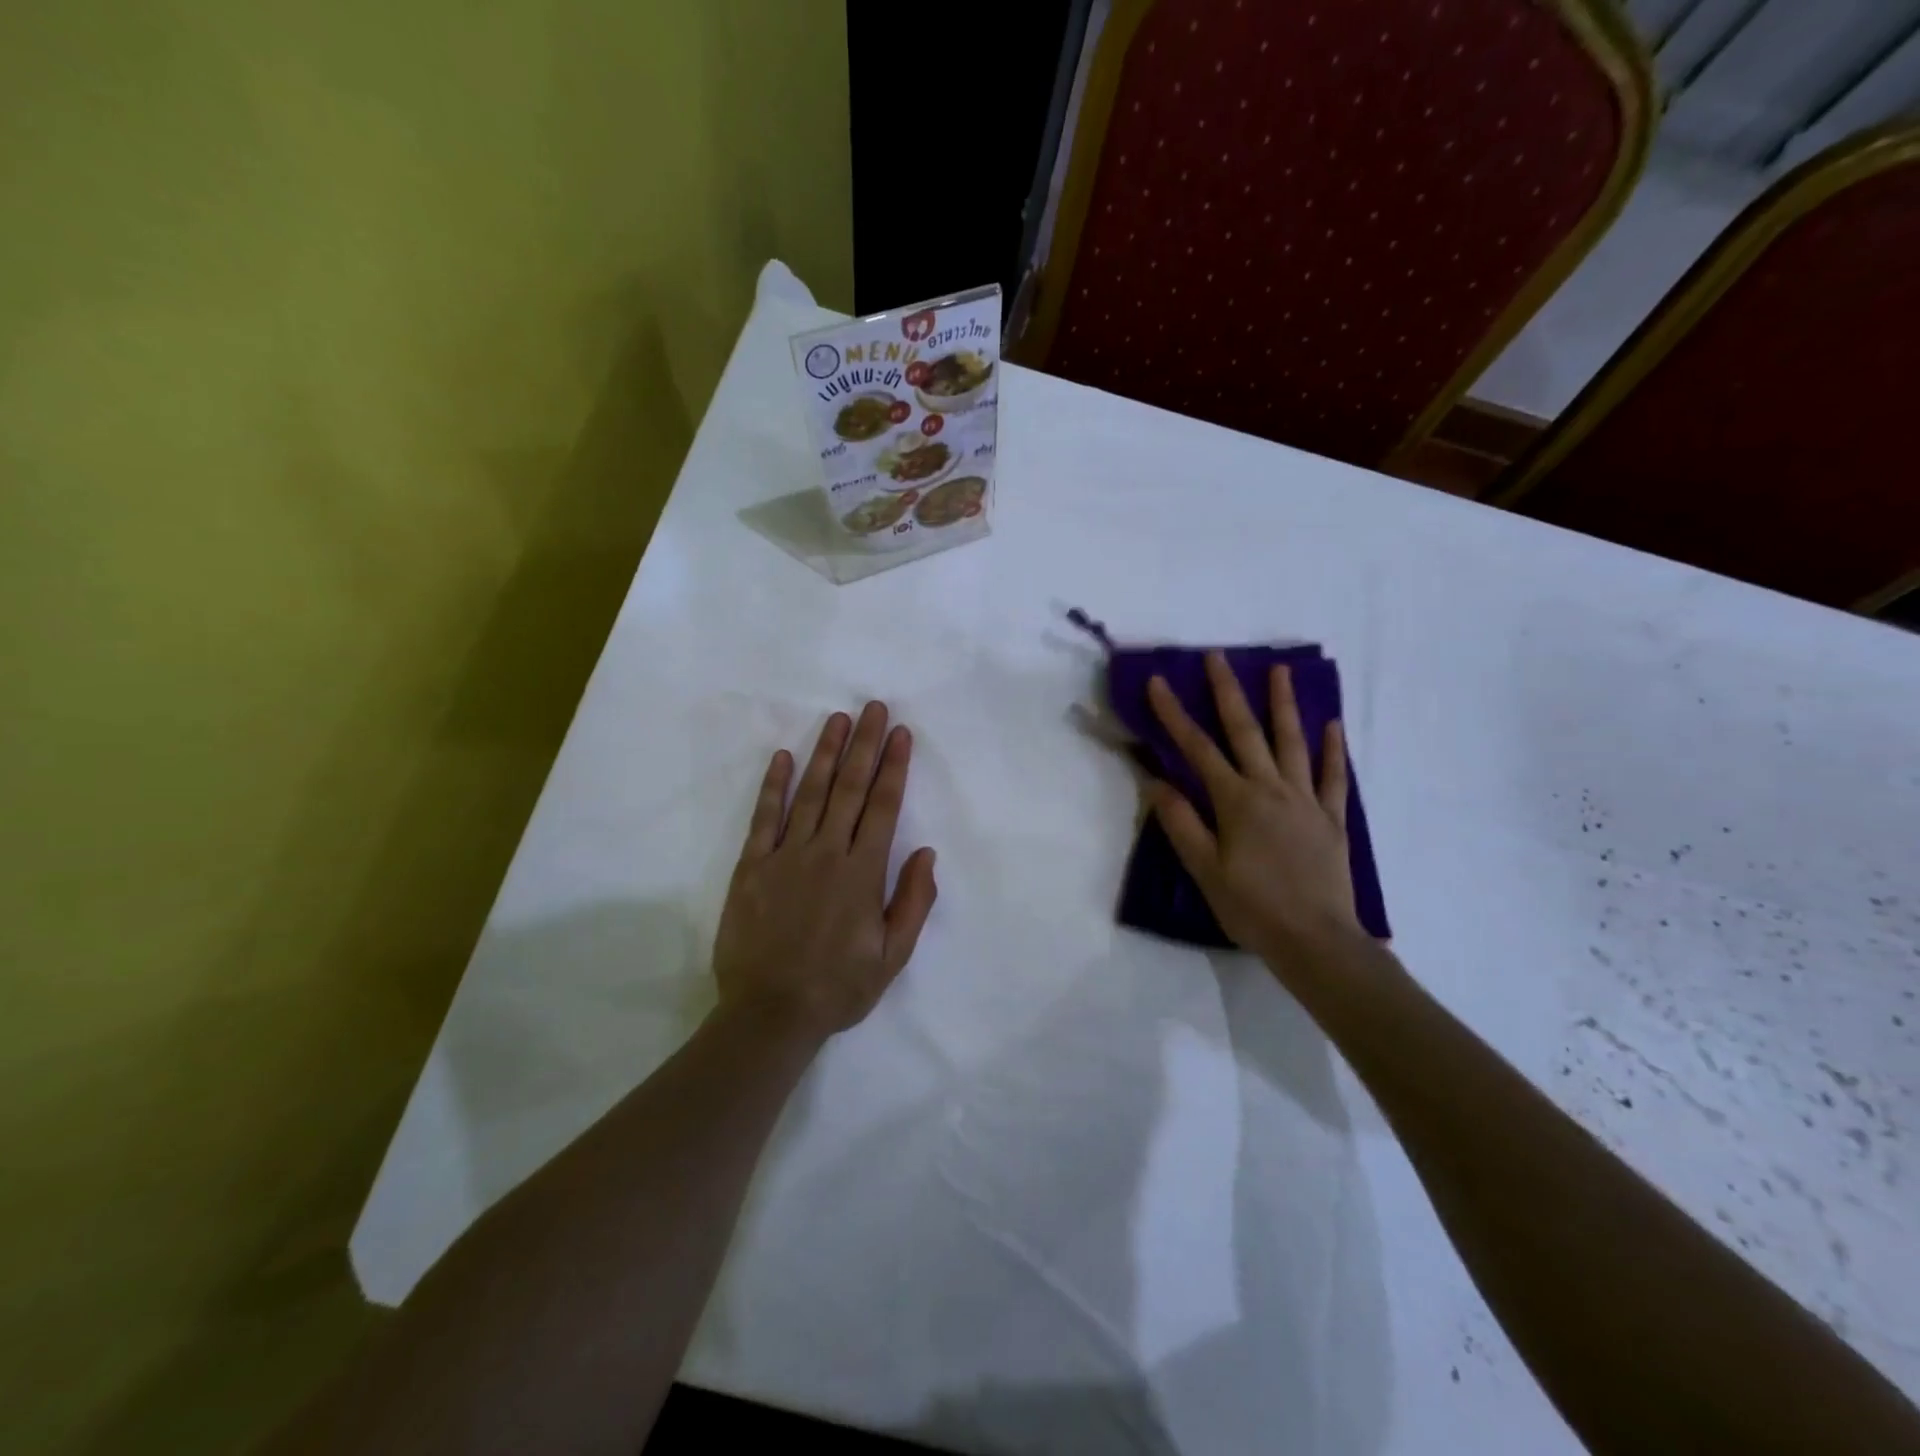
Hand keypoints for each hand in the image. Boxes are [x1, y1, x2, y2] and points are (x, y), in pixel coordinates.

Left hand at [713, 702, 937, 1040]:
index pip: (883, 806)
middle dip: (865, 745)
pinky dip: (774, 786)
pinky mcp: (752, 867)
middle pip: (850, 788)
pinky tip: (782, 757)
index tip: (901, 734)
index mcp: (862, 872)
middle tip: (874, 708)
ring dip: (826, 753)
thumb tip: (926, 853)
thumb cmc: (838, 987)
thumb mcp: (893, 956)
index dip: (894, 767)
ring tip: (838, 719)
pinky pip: (764, 818)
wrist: (769, 1014)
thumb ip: (913, 902)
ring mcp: (785, 856)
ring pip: (810, 793)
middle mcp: (826, 852)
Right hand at [1146, 653, 1360, 971]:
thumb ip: (1181, 822)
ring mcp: (1306, 800)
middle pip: (1246, 732)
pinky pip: (1333, 777)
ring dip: (1284, 704)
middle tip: (1218, 656)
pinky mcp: (1332, 819)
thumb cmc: (1252, 907)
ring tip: (1280, 670)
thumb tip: (1155, 781)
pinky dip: (1332, 749)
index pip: (1197, 749)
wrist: (1317, 941)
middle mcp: (1271, 789)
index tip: (1158, 682)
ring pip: (1293, 742)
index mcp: (1236, 801)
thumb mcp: (1205, 869)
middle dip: (1227, 691)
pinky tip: (1332, 725)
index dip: (1174, 714)